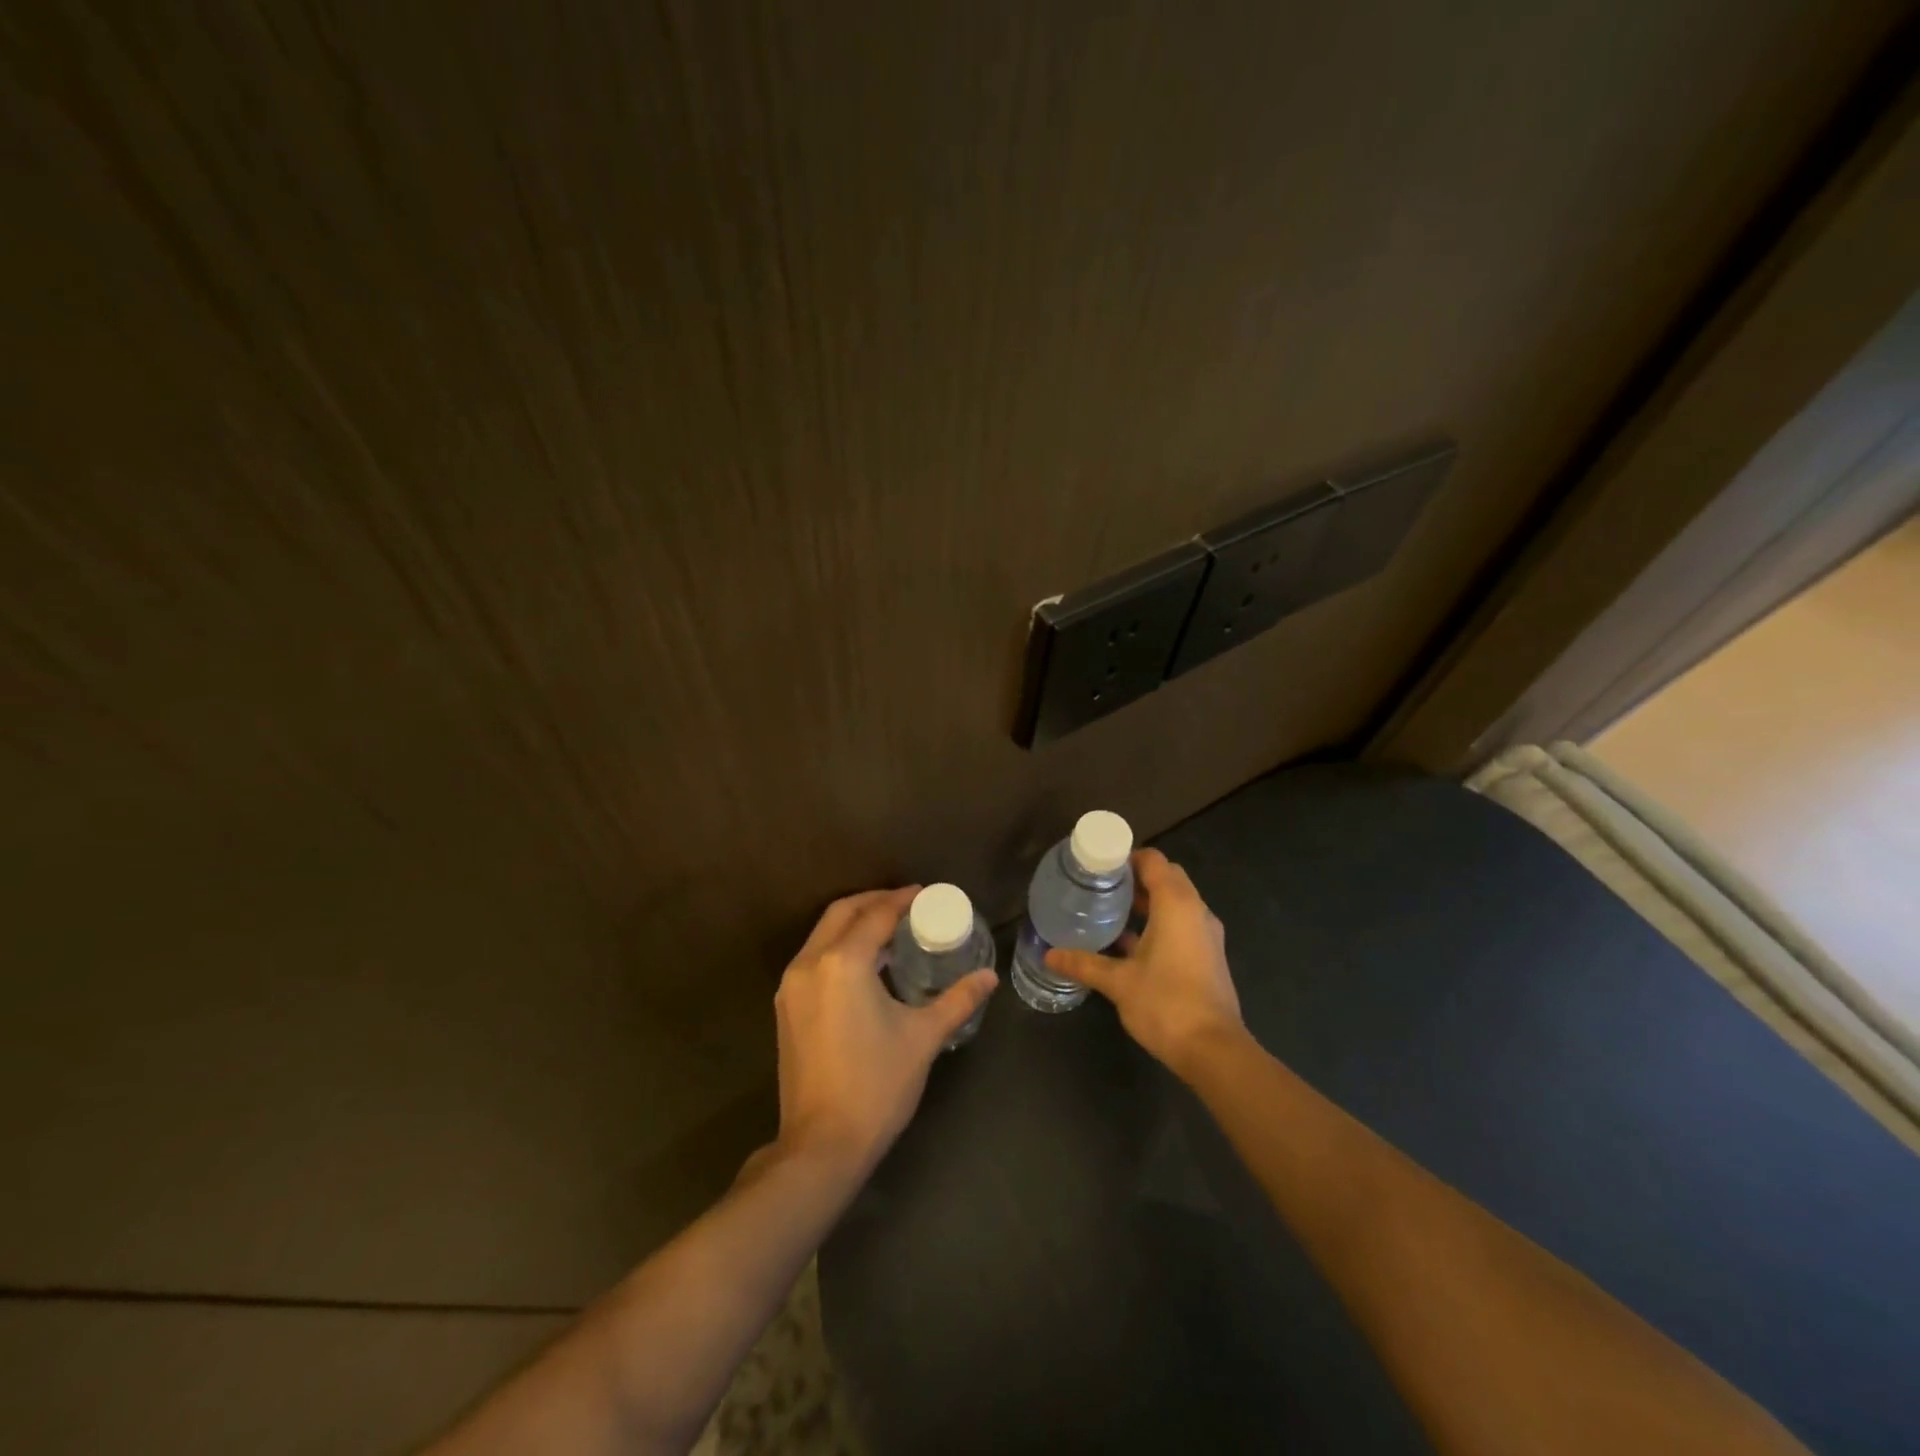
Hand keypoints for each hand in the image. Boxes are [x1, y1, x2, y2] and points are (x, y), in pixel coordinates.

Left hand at [772, 887, 997, 1175]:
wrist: (822, 1145)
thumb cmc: (877, 1085)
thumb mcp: (923, 1037)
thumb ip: (957, 1000)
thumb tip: (989, 977)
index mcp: (843, 962)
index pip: (876, 915)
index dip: (902, 900)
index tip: (925, 894)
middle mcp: (810, 964)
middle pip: (842, 913)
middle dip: (873, 901)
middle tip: (906, 905)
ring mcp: (791, 986)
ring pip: (822, 934)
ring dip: (853, 923)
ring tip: (888, 929)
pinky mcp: (786, 1007)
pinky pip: (813, 957)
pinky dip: (838, 946)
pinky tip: (863, 963)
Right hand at [1045, 849, 1242, 1076]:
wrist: (1214, 1051)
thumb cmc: (1166, 1004)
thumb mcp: (1118, 982)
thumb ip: (1083, 964)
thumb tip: (1049, 955)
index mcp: (1176, 904)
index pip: (1154, 860)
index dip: (1127, 857)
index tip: (1099, 867)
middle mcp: (1196, 911)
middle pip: (1167, 877)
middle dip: (1136, 878)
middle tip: (1101, 886)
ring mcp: (1206, 935)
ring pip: (1176, 902)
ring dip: (1148, 902)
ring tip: (1110, 911)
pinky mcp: (1208, 956)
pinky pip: (1182, 924)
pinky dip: (1159, 923)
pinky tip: (1130, 943)